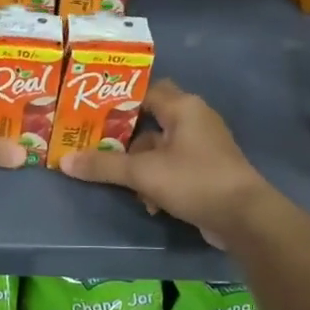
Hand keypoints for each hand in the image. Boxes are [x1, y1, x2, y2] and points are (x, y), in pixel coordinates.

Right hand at [60, 80, 269, 246]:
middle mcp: (195, 119)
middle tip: (95, 148)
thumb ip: (104, 165)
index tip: (89, 112)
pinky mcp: (207, 170)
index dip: (117, 100)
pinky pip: (173, 167)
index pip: (144, 91)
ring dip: (140, 167)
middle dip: (124, 140)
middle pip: (149, 121)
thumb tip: (64, 161)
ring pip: (159, 148)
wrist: (244, 218)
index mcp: (183, 107)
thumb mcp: (143, 172)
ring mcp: (204, 146)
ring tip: (122, 184)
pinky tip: (150, 203)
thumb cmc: (194, 180)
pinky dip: (158, 181)